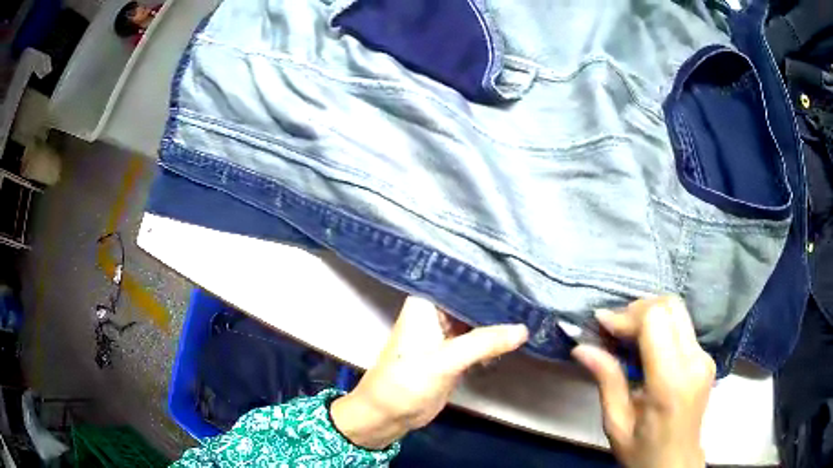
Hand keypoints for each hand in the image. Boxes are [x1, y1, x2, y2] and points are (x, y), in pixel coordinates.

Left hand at [330, 296, 528, 449]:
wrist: (388, 414)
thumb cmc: (406, 381)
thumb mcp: (445, 361)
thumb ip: (484, 343)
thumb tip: (523, 329)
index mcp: (426, 302)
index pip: (462, 281)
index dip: (490, 278)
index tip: (520, 274)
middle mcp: (436, 311)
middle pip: (473, 299)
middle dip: (499, 300)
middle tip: (532, 293)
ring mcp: (445, 331)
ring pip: (477, 319)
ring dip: (499, 320)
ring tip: (531, 309)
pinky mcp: (453, 351)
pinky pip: (479, 338)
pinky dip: (494, 338)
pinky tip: (517, 334)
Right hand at [572, 296, 715, 467]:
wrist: (676, 463)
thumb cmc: (642, 451)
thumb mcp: (616, 423)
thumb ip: (606, 380)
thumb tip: (581, 348)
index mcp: (670, 382)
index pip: (655, 321)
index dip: (626, 316)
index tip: (601, 325)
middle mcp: (694, 361)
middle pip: (670, 305)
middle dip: (637, 308)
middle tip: (613, 328)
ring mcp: (704, 357)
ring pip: (677, 311)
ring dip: (649, 314)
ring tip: (626, 335)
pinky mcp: (706, 357)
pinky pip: (682, 326)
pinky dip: (660, 325)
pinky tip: (644, 345)